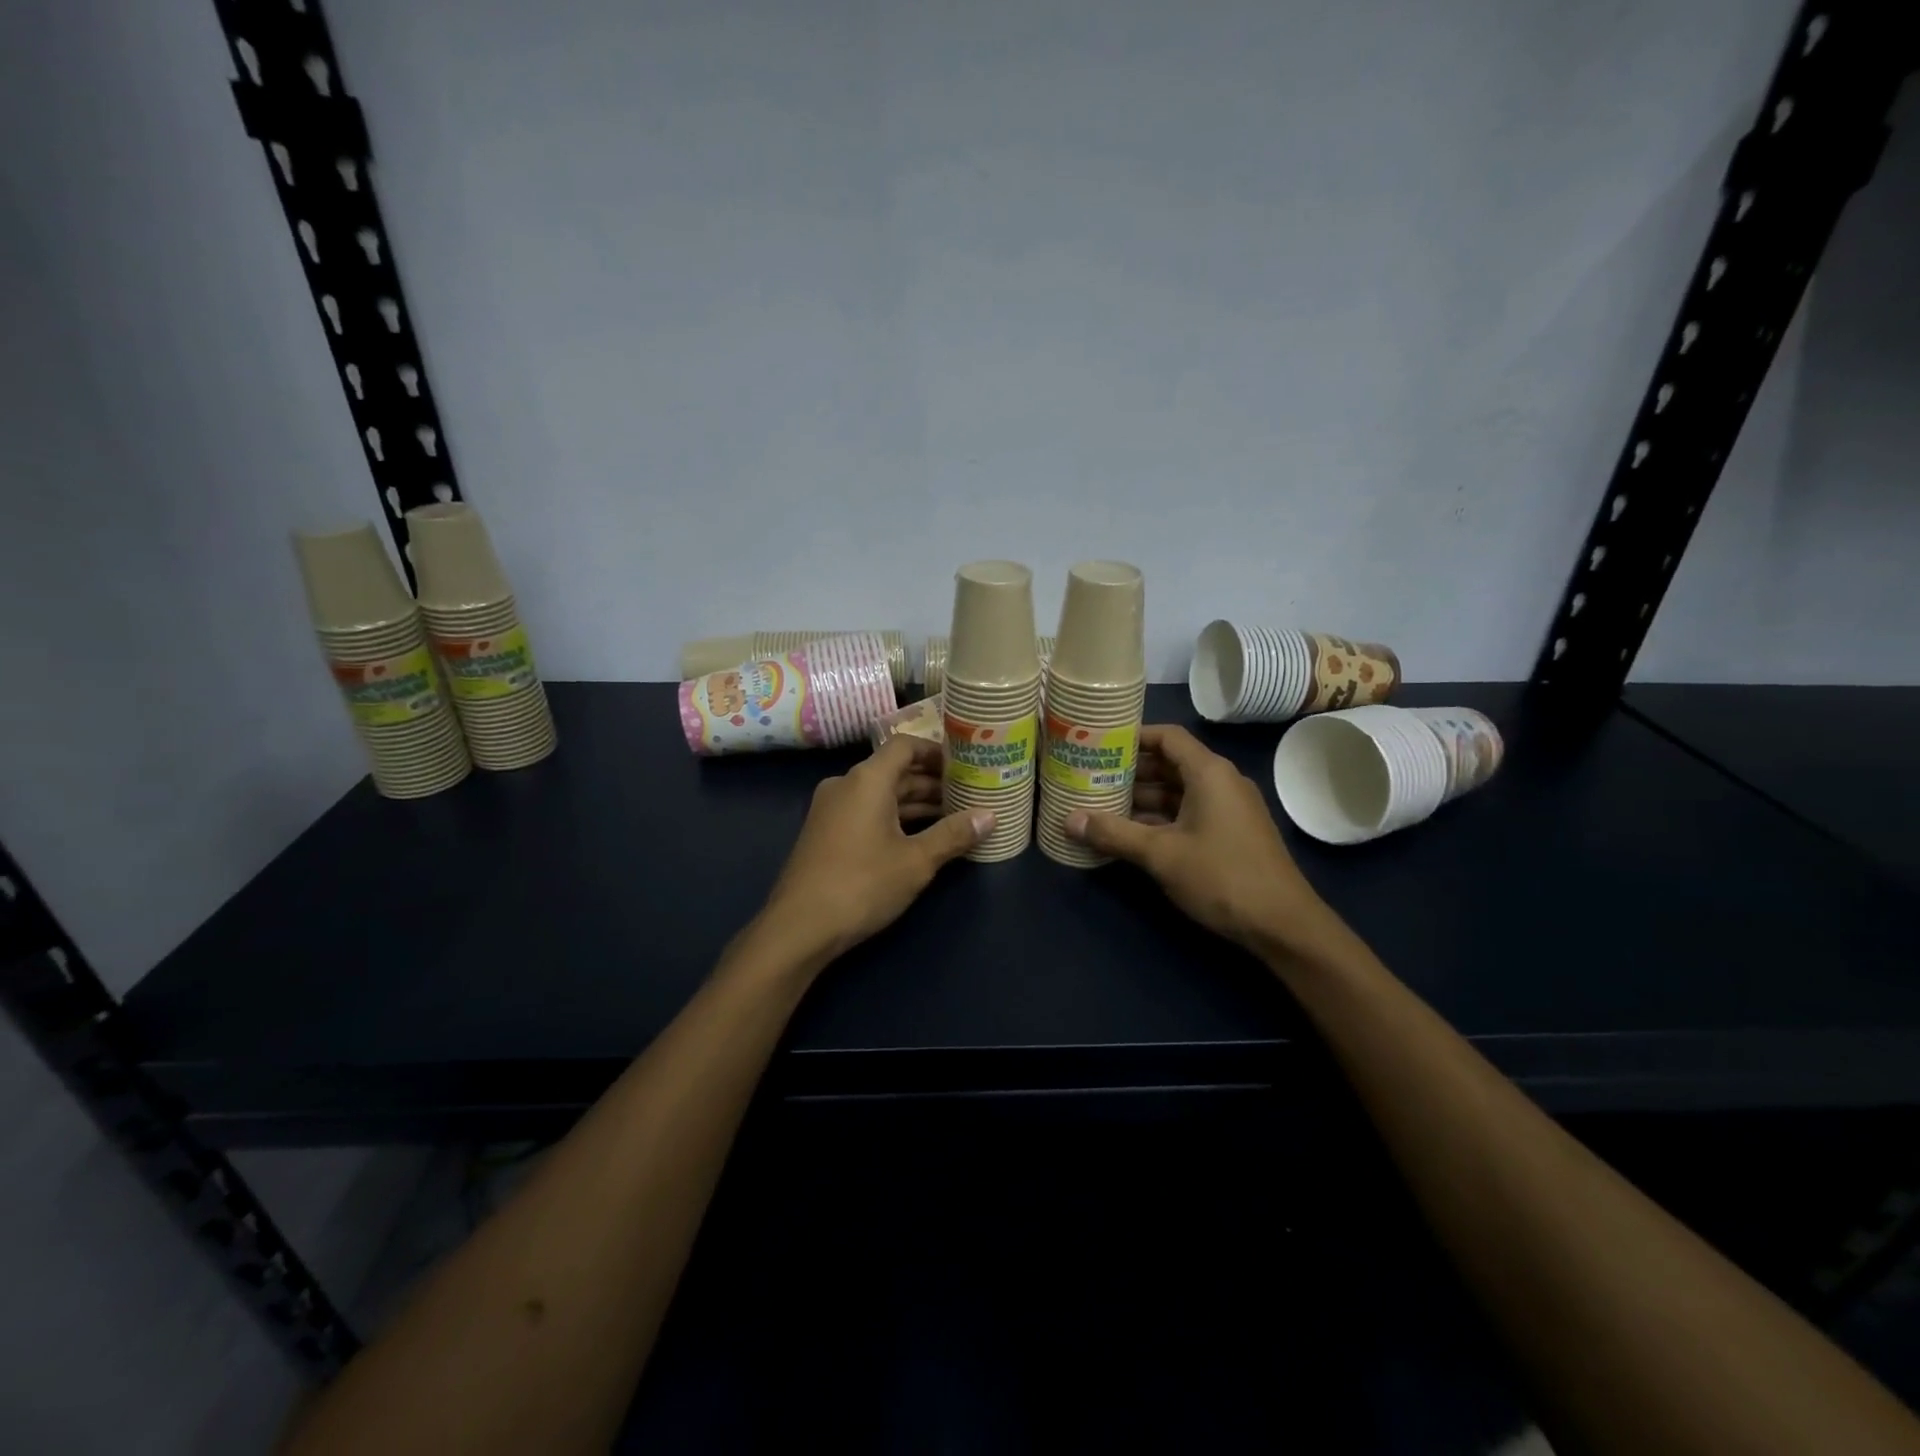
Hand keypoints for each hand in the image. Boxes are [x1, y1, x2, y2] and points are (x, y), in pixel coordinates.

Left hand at [759, 735, 991, 962]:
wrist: (799, 927)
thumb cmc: (862, 884)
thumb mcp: (916, 861)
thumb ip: (953, 834)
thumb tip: (990, 816)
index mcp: (866, 780)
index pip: (905, 746)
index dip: (936, 752)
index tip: (965, 765)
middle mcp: (846, 785)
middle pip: (895, 771)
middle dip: (932, 783)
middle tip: (969, 795)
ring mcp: (832, 809)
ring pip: (881, 795)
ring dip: (915, 804)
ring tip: (954, 819)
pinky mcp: (826, 833)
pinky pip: (867, 812)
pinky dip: (895, 818)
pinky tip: (921, 838)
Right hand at [1065, 725, 1336, 953]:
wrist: (1283, 925)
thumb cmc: (1222, 876)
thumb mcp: (1161, 854)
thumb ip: (1114, 834)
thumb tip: (1068, 820)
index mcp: (1209, 773)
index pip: (1167, 737)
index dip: (1133, 737)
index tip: (1098, 745)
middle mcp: (1221, 782)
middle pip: (1170, 764)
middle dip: (1130, 771)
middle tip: (1090, 777)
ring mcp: (1228, 809)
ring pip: (1177, 792)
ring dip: (1142, 799)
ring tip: (1101, 805)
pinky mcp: (1230, 834)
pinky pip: (1188, 813)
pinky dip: (1159, 819)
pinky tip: (1129, 834)